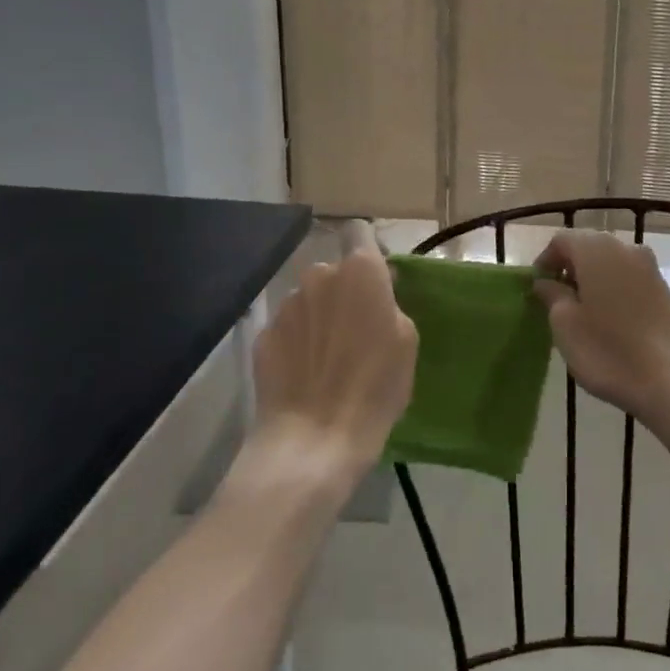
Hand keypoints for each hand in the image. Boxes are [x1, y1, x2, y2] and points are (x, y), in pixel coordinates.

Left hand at [248, 246, 417, 486]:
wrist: (315, 438)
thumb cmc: (376, 386)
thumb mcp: (406, 341)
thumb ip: (389, 304)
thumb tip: (376, 295)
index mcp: (360, 272)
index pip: (359, 232)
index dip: (368, 251)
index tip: (377, 279)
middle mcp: (318, 277)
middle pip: (333, 272)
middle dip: (343, 292)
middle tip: (355, 329)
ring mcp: (286, 305)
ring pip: (308, 300)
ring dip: (318, 316)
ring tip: (326, 358)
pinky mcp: (263, 335)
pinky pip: (287, 329)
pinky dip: (296, 342)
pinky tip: (304, 375)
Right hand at [532, 231, 669, 419]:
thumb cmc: (608, 350)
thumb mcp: (565, 325)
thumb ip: (552, 296)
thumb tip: (546, 282)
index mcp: (597, 249)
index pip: (561, 240)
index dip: (545, 261)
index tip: (537, 290)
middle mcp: (626, 248)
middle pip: (588, 247)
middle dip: (569, 269)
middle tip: (556, 301)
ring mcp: (650, 268)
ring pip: (611, 264)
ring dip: (592, 280)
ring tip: (582, 314)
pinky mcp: (666, 291)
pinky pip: (630, 280)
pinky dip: (614, 291)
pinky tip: (609, 322)